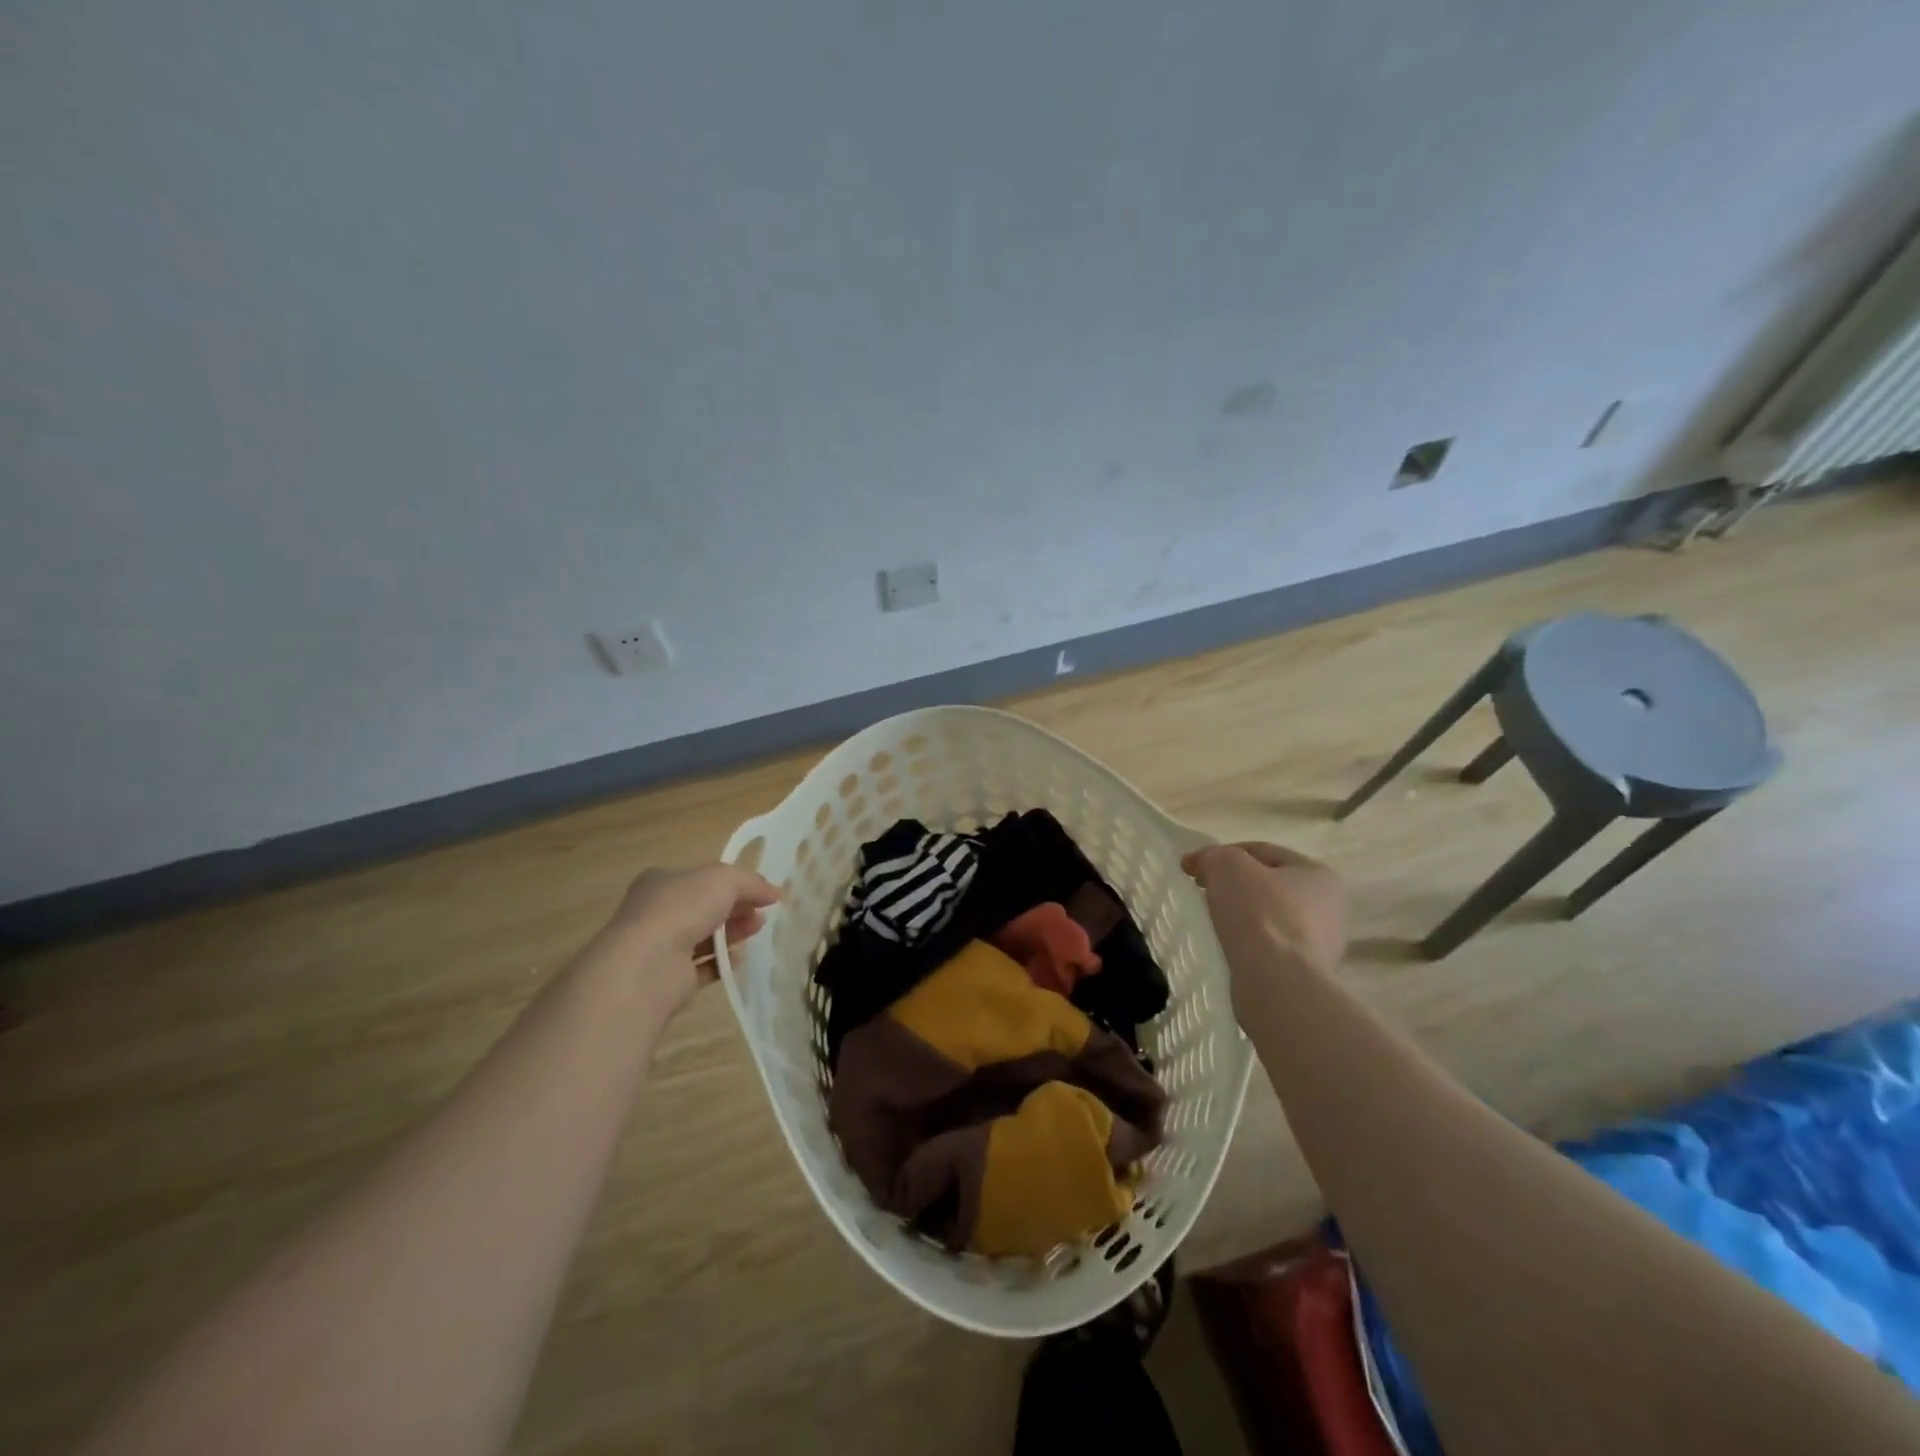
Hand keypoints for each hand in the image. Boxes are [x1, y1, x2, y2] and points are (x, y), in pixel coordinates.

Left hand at [597, 863, 780, 1009]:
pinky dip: (722, 962)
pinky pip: (701, 967)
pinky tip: (740, 957)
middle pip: (705, 907)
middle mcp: (658, 912)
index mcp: (661, 881)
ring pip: (704, 936)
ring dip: (733, 932)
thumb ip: (751, 882)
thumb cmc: (682, 908)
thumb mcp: (724, 879)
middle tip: (762, 912)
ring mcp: (661, 946)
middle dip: (736, 907)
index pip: (701, 878)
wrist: (649, 964)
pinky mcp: (669, 978)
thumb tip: (773, 892)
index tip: (760, 892)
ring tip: (757, 929)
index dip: (733, 883)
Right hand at [1181, 842, 1346, 1012]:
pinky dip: (1246, 945)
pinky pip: (1268, 949)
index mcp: (1318, 874)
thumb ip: (1212, 856)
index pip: (1261, 852)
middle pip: (1266, 886)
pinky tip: (1227, 949)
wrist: (1277, 984)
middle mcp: (1328, 908)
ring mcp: (1320, 945)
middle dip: (1233, 887)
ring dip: (1239, 918)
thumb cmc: (1258, 914)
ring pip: (1267, 919)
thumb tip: (1199, 863)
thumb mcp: (1227, 866)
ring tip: (1211, 924)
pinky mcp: (1304, 974)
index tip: (1192, 868)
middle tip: (1201, 894)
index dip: (1222, 854)